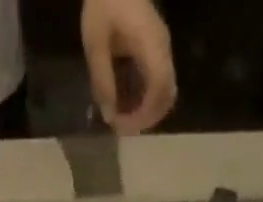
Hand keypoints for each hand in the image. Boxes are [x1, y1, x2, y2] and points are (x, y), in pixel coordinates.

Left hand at [81, 0, 176, 133]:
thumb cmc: (104, 2)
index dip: (144, 114)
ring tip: (122, 119)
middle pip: (167, 96)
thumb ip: (102, 80)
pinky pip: (158, 84)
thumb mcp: (95, 42)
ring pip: (164, 93)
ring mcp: (162, 49)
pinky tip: (126, 104)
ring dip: (146, 112)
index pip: (159, 88)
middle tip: (121, 128)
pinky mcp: (156, 51)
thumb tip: (108, 115)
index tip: (123, 125)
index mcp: (151, 44)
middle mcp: (163, 49)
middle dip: (145, 119)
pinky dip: (145, 101)